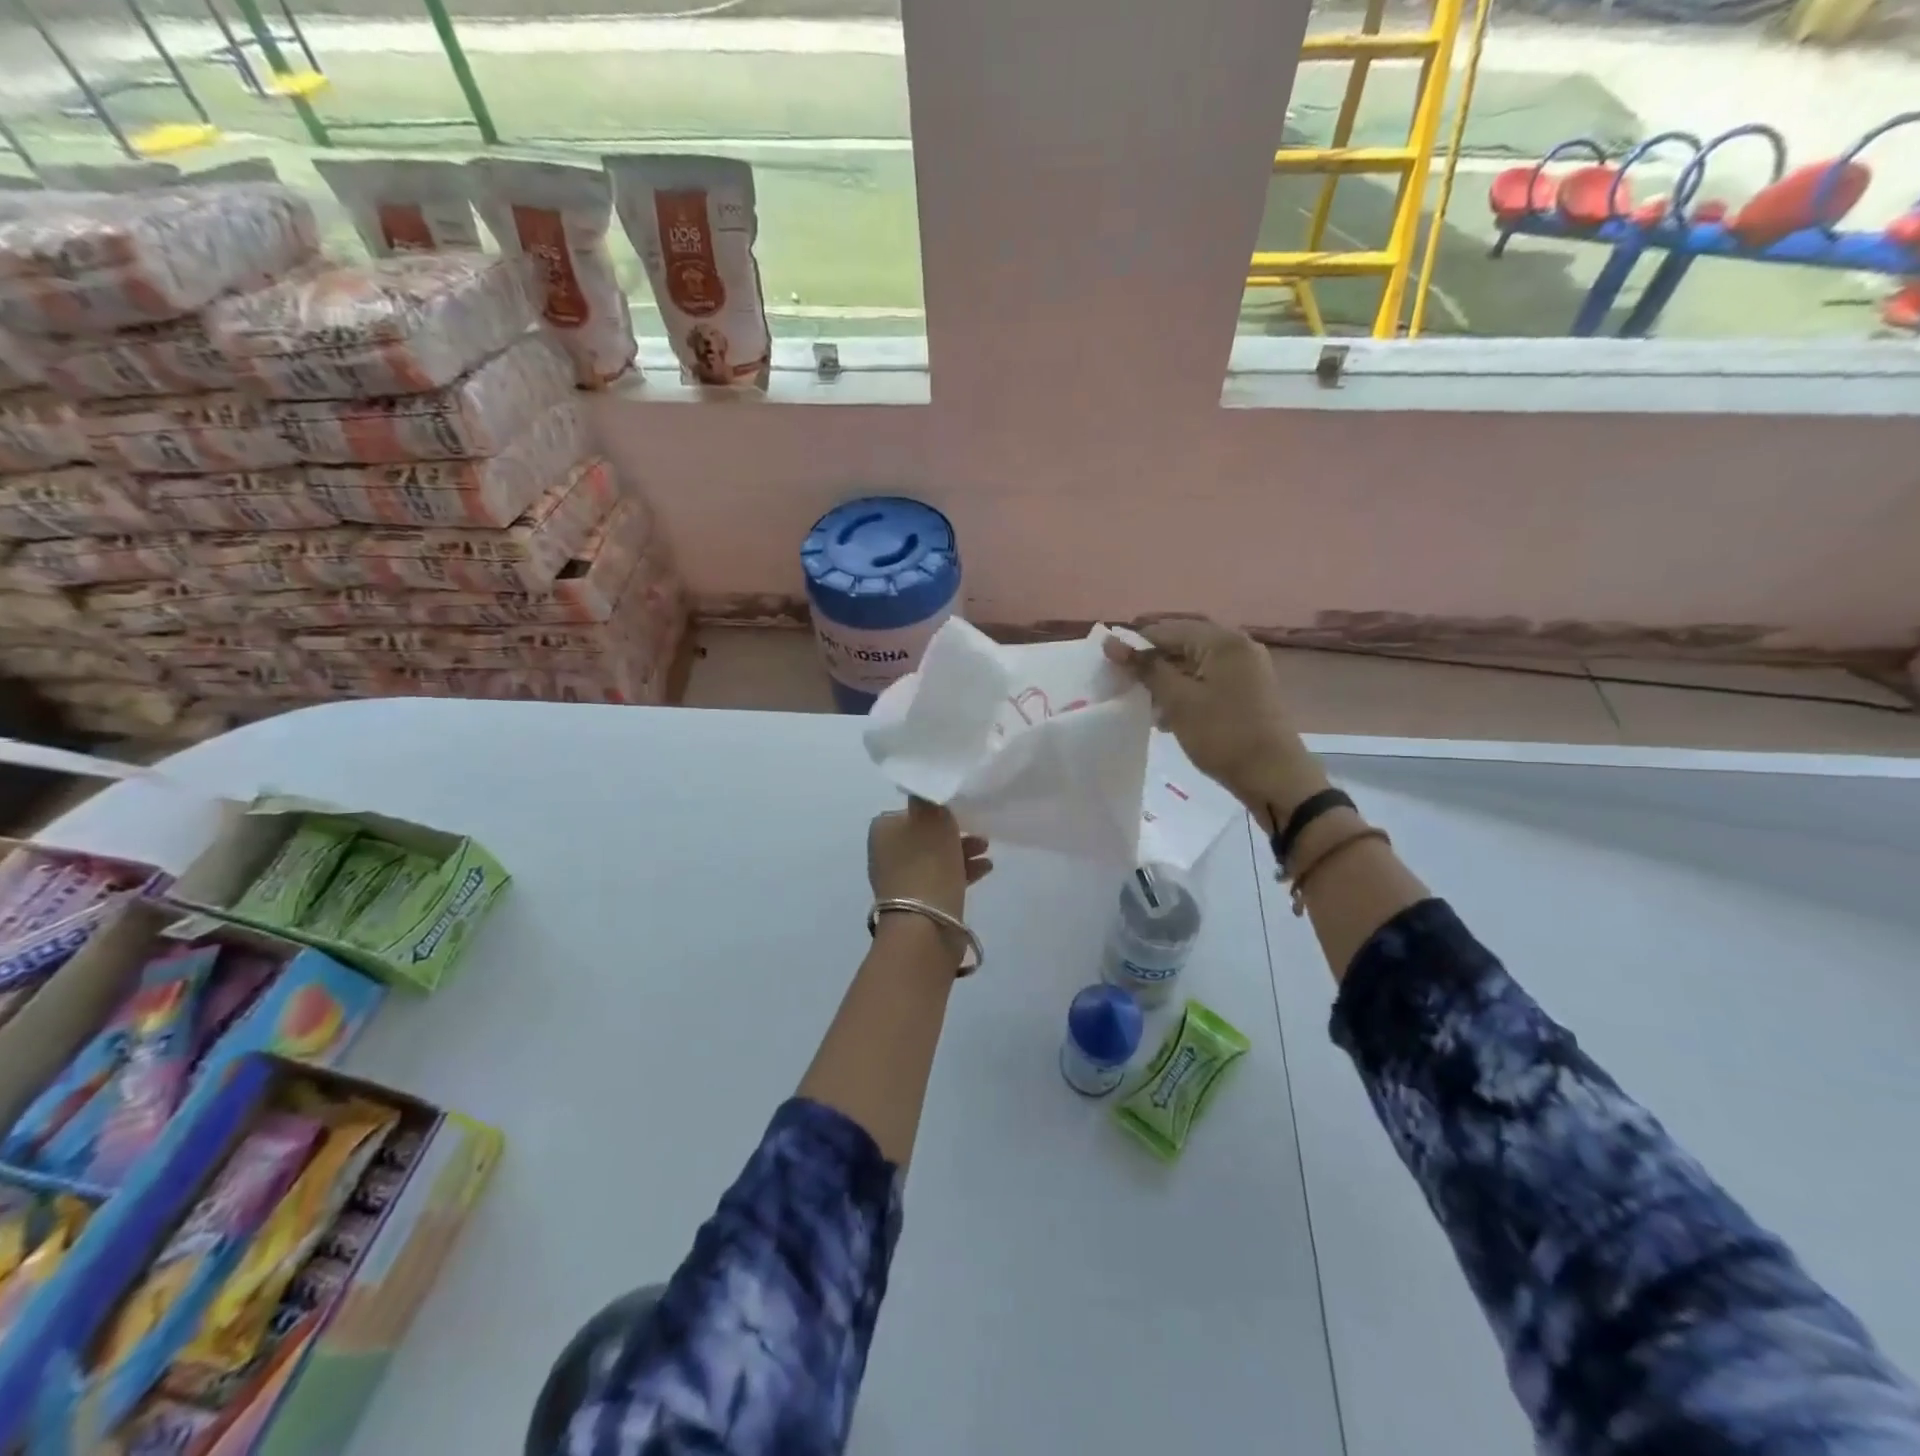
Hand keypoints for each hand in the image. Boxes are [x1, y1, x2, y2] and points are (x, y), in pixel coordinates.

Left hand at [868, 798, 992, 920]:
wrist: (925, 925)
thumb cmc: (928, 863)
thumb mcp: (932, 817)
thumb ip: (931, 798)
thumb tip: (927, 787)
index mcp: (883, 829)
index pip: (913, 810)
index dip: (939, 809)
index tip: (962, 810)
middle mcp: (887, 853)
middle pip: (926, 834)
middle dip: (954, 832)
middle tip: (980, 831)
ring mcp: (901, 880)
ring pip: (936, 857)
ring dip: (962, 851)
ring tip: (987, 850)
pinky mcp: (918, 902)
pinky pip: (942, 878)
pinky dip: (962, 871)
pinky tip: (986, 869)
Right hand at [1104, 617, 1325, 815]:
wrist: (1273, 776)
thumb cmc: (1222, 734)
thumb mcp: (1178, 700)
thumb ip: (1145, 668)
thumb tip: (1111, 642)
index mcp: (1222, 641)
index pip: (1167, 629)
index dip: (1135, 645)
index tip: (1109, 667)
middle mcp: (1238, 646)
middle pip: (1183, 643)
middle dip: (1152, 664)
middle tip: (1125, 685)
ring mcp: (1247, 668)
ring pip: (1195, 663)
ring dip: (1168, 680)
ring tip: (1146, 705)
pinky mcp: (1249, 690)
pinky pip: (1209, 679)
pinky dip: (1187, 691)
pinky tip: (1169, 716)